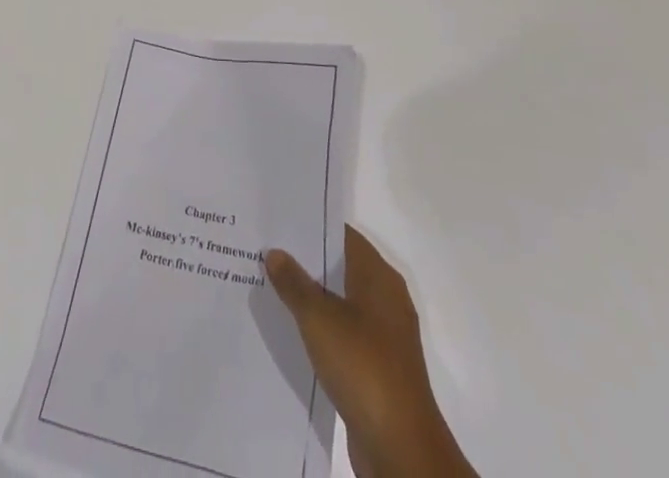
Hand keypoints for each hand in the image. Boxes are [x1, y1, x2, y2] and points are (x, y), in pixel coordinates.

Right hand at [265, 227, 475, 477]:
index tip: (279, 221)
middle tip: (267, 251)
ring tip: (272, 287)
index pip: (342, 235)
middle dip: (307, 261)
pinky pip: (345, 333)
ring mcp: (385, 335)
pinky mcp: (379, 366)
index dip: (312, 226)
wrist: (401, 448)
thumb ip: (295, 283)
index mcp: (379, 276)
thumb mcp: (319, 319)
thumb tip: (275, 252)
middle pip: (341, 267)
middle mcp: (386, 298)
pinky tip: (294, 331)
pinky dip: (322, 328)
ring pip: (342, 302)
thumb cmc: (363, 366)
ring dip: (313, 297)